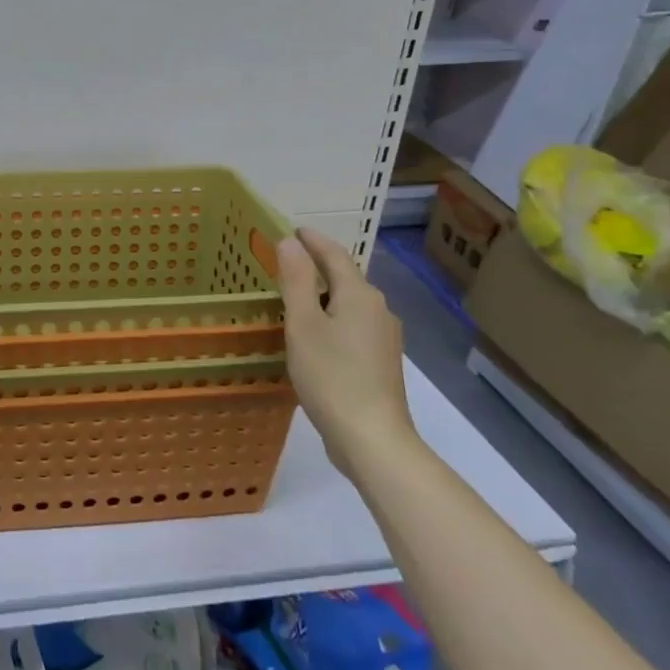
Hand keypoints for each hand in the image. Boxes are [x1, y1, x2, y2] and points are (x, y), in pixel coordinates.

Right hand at [275, 225, 414, 471]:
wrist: (372, 439)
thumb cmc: (331, 376)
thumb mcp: (303, 324)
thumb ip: (297, 280)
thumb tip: (291, 242)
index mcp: (360, 296)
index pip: (335, 255)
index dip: (313, 240)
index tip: (292, 230)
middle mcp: (378, 310)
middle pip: (345, 278)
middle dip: (318, 265)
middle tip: (286, 261)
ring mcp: (383, 338)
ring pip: (349, 304)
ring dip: (324, 294)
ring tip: (294, 296)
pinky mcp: (380, 362)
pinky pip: (352, 326)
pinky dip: (331, 318)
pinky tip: (314, 334)